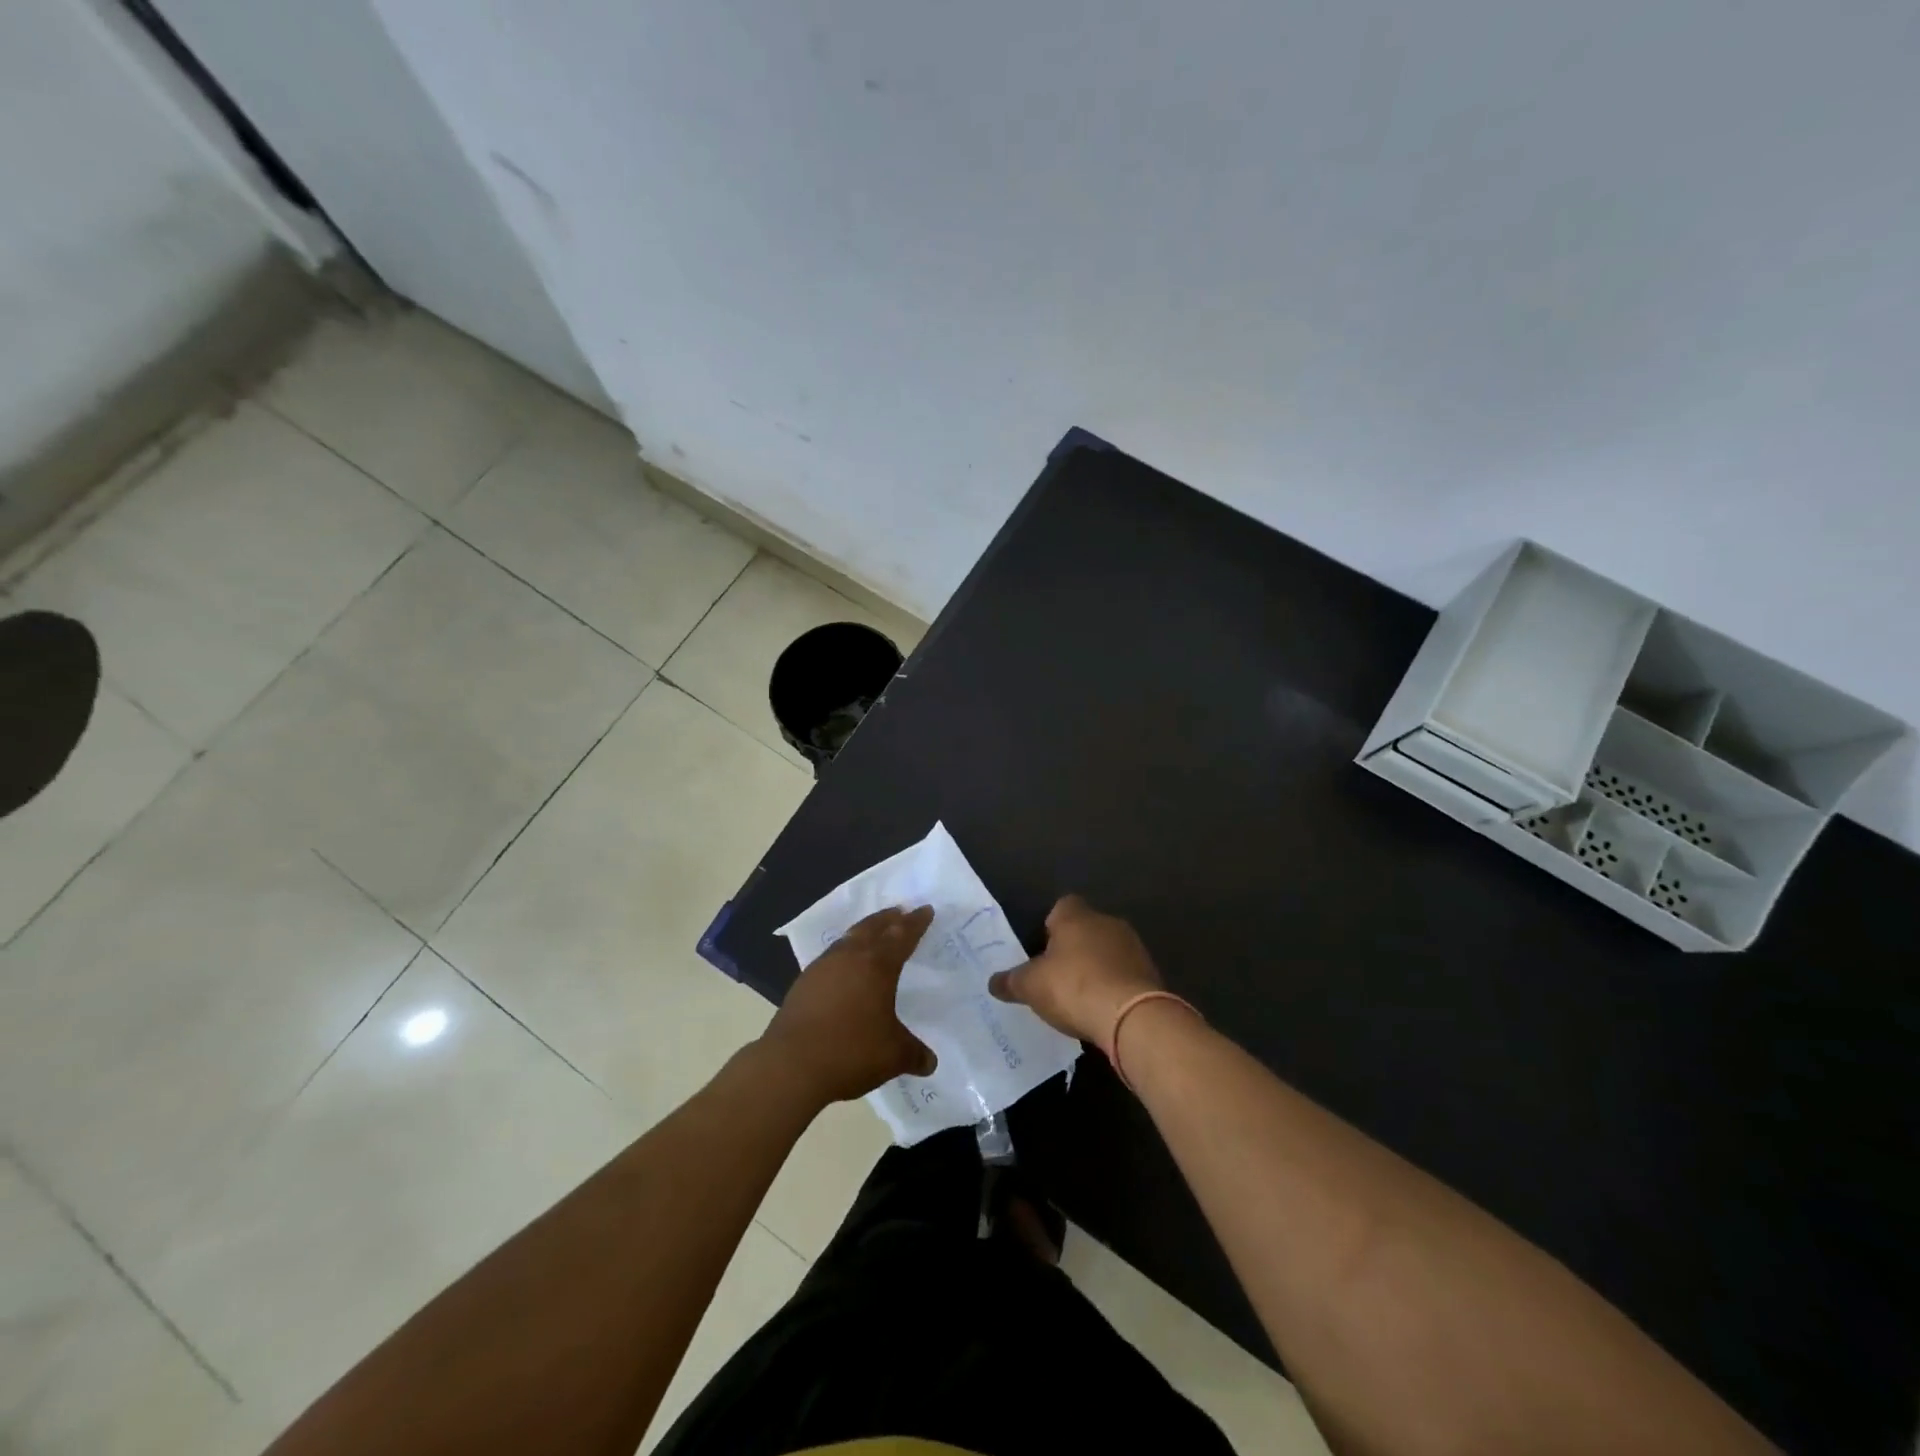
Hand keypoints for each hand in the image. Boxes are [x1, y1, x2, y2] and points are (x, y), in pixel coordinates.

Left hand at [759, 905, 937, 1106]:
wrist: (791, 1065)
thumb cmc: (851, 1052)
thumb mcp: (893, 1056)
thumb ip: (914, 1054)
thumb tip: (930, 1062)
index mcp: (877, 966)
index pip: (902, 936)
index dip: (916, 923)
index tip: (925, 909)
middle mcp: (850, 957)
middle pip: (872, 928)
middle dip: (889, 918)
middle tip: (900, 912)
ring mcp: (822, 968)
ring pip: (848, 939)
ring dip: (864, 931)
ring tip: (873, 932)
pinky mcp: (803, 983)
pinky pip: (831, 956)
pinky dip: (844, 952)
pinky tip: (843, 966)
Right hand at [988, 895, 1163, 1047]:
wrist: (1132, 1016)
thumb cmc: (1074, 987)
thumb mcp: (1031, 986)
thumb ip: (1011, 982)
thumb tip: (993, 983)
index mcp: (1076, 916)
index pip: (1062, 906)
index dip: (1050, 926)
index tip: (1042, 949)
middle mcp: (1106, 922)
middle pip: (1086, 928)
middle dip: (1074, 948)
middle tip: (1057, 976)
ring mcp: (1132, 946)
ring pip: (1108, 949)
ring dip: (1097, 966)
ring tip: (1081, 996)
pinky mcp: (1150, 971)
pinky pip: (1125, 972)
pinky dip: (1115, 985)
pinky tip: (1104, 1007)